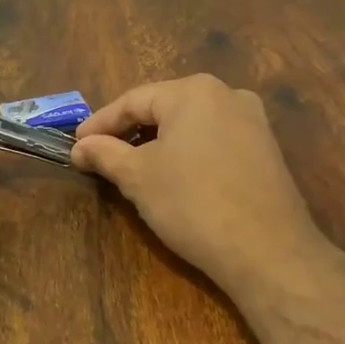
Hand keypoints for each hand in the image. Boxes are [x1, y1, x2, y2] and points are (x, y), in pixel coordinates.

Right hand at [72, 74, 327, 299]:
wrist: (268, 251)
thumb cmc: (193, 203)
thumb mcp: (138, 177)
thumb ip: (105, 154)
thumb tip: (80, 147)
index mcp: (194, 91)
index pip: (133, 100)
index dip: (100, 124)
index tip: (76, 146)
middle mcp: (227, 94)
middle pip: (164, 108)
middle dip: (130, 132)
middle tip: (101, 156)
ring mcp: (253, 122)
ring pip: (191, 126)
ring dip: (159, 144)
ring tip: (134, 169)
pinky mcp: (267, 151)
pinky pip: (215, 142)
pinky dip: (188, 154)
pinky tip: (175, 179)